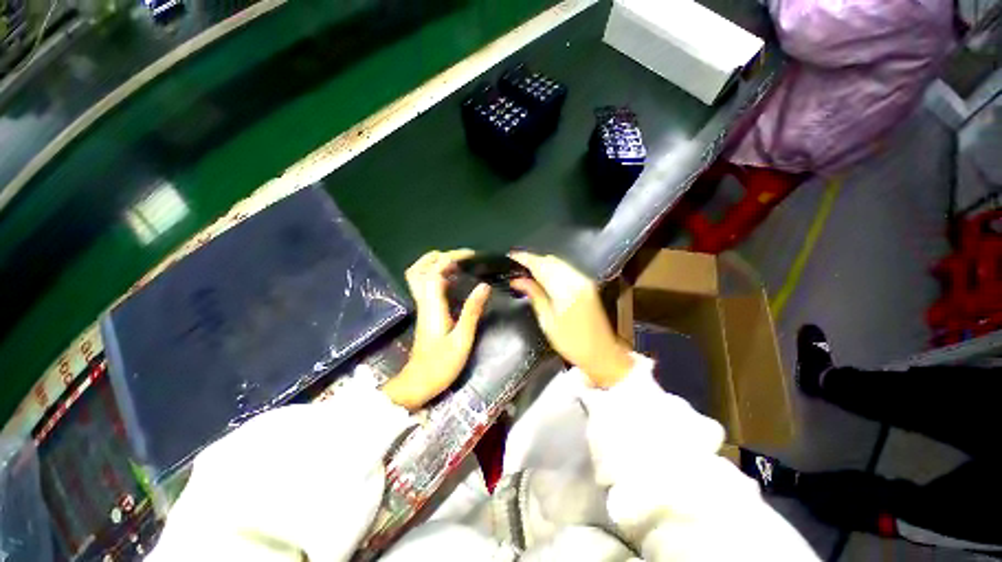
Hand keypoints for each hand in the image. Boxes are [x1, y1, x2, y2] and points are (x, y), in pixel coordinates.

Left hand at [383, 250, 490, 409]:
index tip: (470, 256)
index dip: (450, 258)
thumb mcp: (462, 339)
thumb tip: (484, 286)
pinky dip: (437, 277)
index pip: (434, 272)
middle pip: (418, 270)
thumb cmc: (441, 365)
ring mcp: (422, 307)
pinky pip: (426, 287)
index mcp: (432, 306)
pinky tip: (454, 281)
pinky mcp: (425, 313)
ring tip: (457, 264)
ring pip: (418, 277)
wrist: (418, 384)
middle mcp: (424, 302)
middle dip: (437, 257)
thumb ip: (472, 311)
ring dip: (434, 265)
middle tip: (460, 258)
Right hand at [509, 252, 633, 387]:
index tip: (510, 256)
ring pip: (558, 262)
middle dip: (532, 259)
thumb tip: (518, 280)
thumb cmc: (571, 343)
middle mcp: (577, 280)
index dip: (525, 258)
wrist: (601, 353)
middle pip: (550, 260)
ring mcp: (584, 280)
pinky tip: (542, 275)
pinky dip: (552, 268)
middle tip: (515, 265)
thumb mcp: (547, 321)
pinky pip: (566, 268)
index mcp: (566, 290)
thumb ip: (534, 295)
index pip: (541, 266)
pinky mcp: (587, 283)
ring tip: (525, 269)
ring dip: (542, 263)